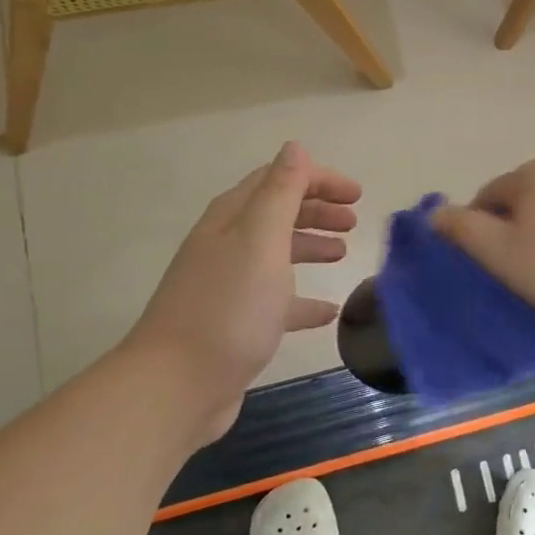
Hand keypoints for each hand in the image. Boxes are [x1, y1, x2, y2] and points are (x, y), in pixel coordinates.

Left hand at [123, 143, 360, 442]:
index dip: (317, 179)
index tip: (357, 193)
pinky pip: (277, 301)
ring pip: (277, 255)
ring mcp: (229, 286)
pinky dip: (303, 299)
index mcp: (232, 219)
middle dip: (316, 210)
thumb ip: (280, 192)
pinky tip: (328, 311)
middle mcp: (227, 245)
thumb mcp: (260, 240)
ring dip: (310, 247)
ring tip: (343, 254)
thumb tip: (294, 148)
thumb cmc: (228, 306)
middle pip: (277, 214)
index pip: (277, 179)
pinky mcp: (236, 325)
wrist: (177, 386)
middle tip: (353, 221)